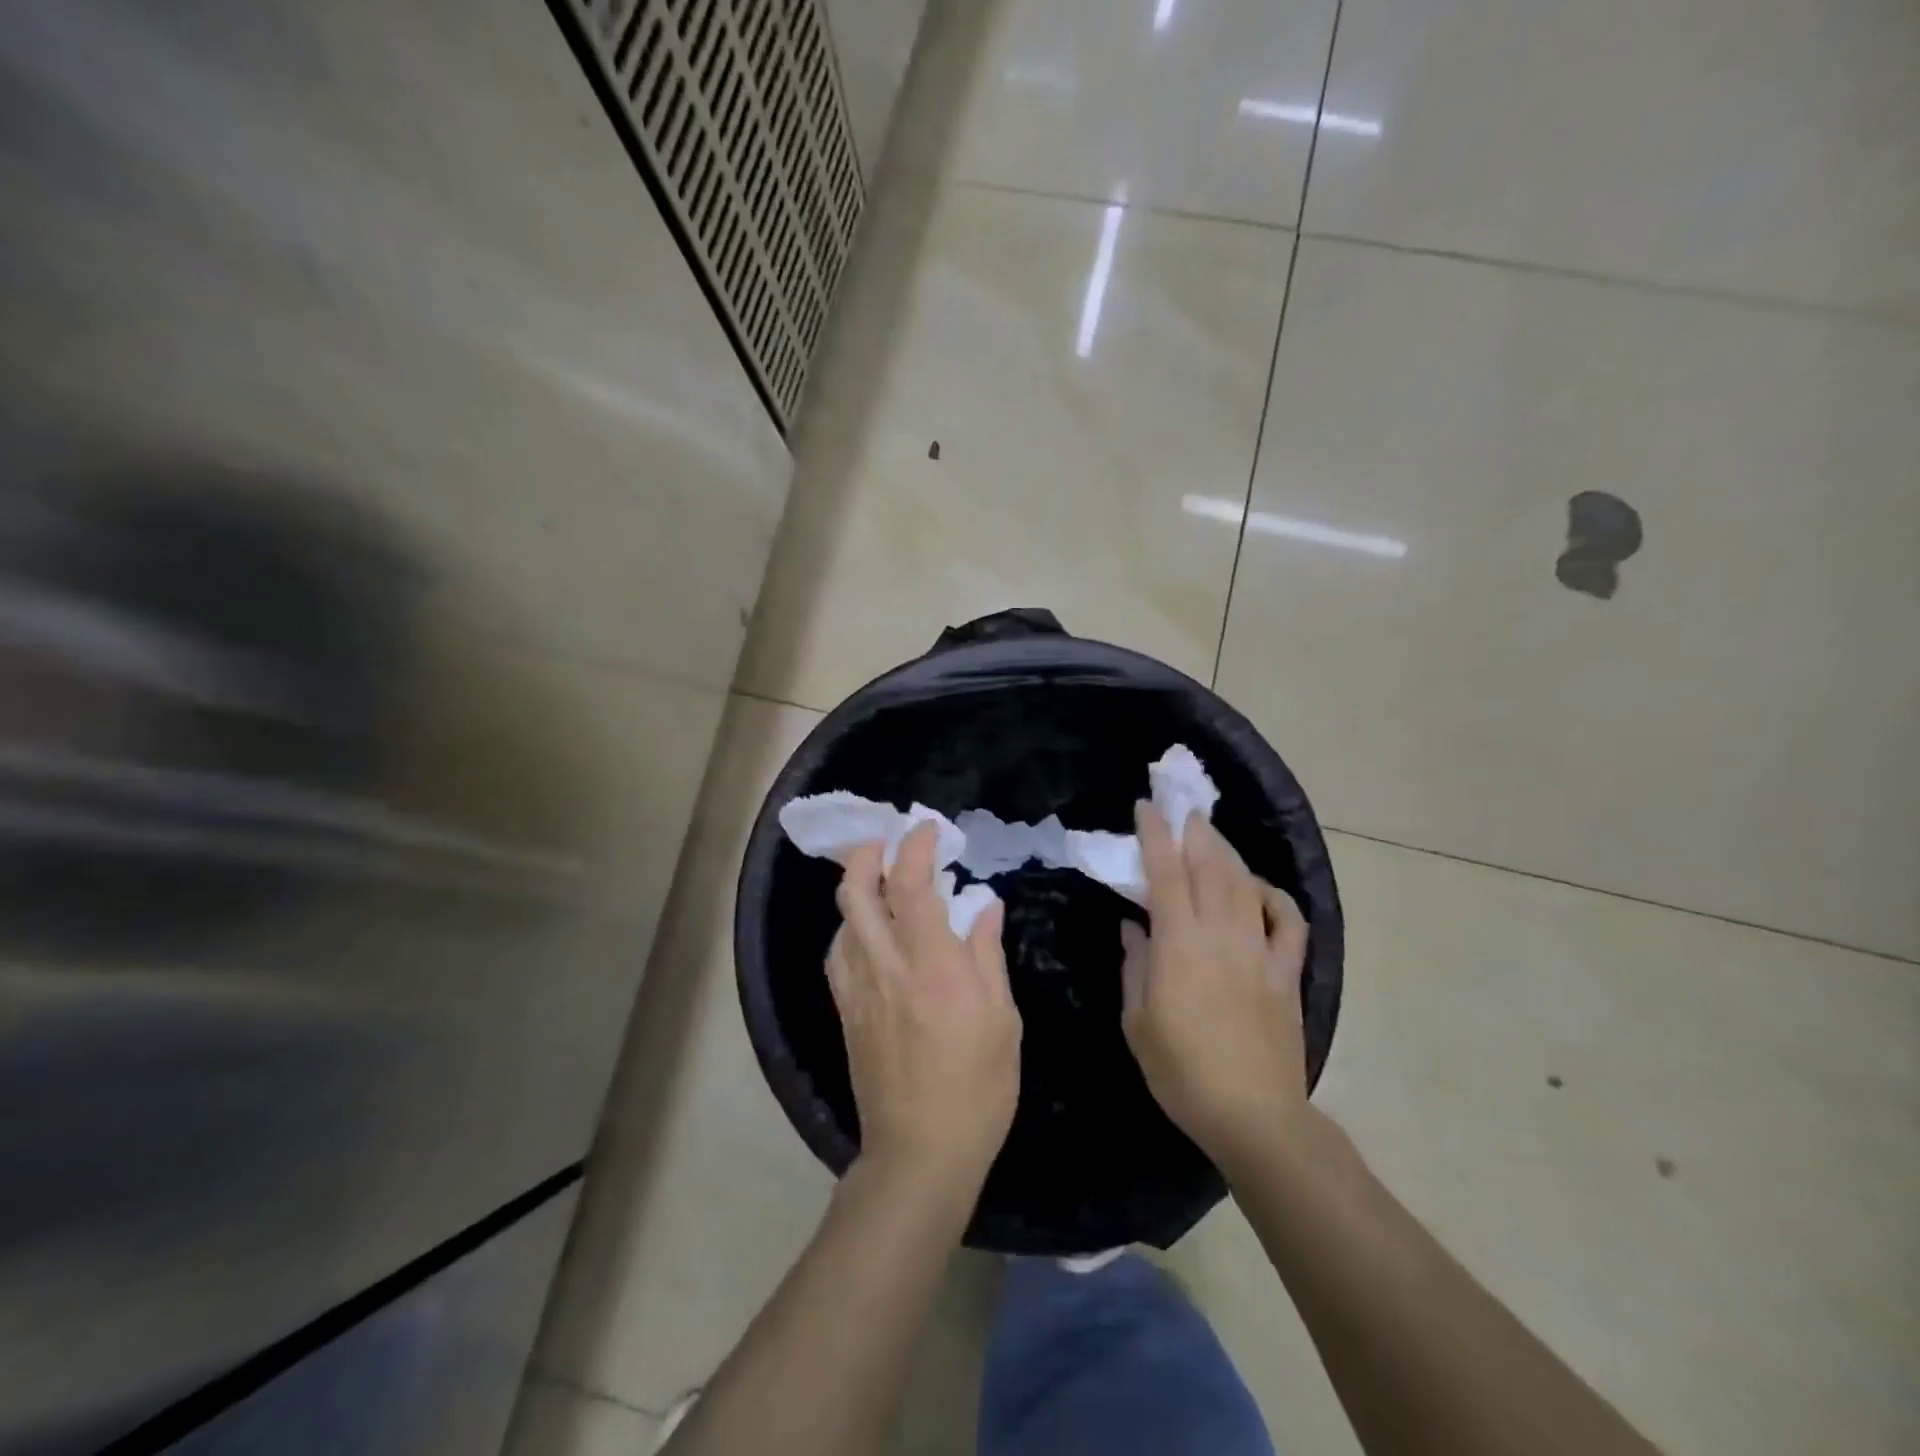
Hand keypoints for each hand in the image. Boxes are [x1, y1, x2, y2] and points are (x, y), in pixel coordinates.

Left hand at [828, 822, 1020, 1199]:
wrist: (920, 1153)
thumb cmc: (977, 1089)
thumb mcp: (1002, 1020)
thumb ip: (988, 955)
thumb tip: (985, 905)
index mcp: (932, 966)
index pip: (911, 884)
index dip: (915, 846)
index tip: (927, 828)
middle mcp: (886, 967)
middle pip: (857, 892)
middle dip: (867, 854)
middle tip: (888, 841)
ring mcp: (858, 990)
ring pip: (842, 920)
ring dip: (856, 888)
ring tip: (879, 880)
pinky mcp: (846, 1012)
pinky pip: (838, 954)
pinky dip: (851, 927)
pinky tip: (868, 932)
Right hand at [1120, 802, 1310, 1169]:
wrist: (1253, 1116)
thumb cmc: (1181, 1072)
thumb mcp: (1137, 1022)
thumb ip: (1134, 966)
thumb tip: (1133, 926)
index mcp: (1179, 945)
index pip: (1165, 874)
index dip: (1155, 836)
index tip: (1146, 808)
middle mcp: (1220, 936)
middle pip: (1210, 868)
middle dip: (1195, 833)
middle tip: (1184, 812)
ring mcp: (1259, 952)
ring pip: (1245, 886)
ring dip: (1228, 854)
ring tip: (1212, 838)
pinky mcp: (1287, 974)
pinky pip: (1289, 923)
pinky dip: (1276, 897)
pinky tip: (1260, 889)